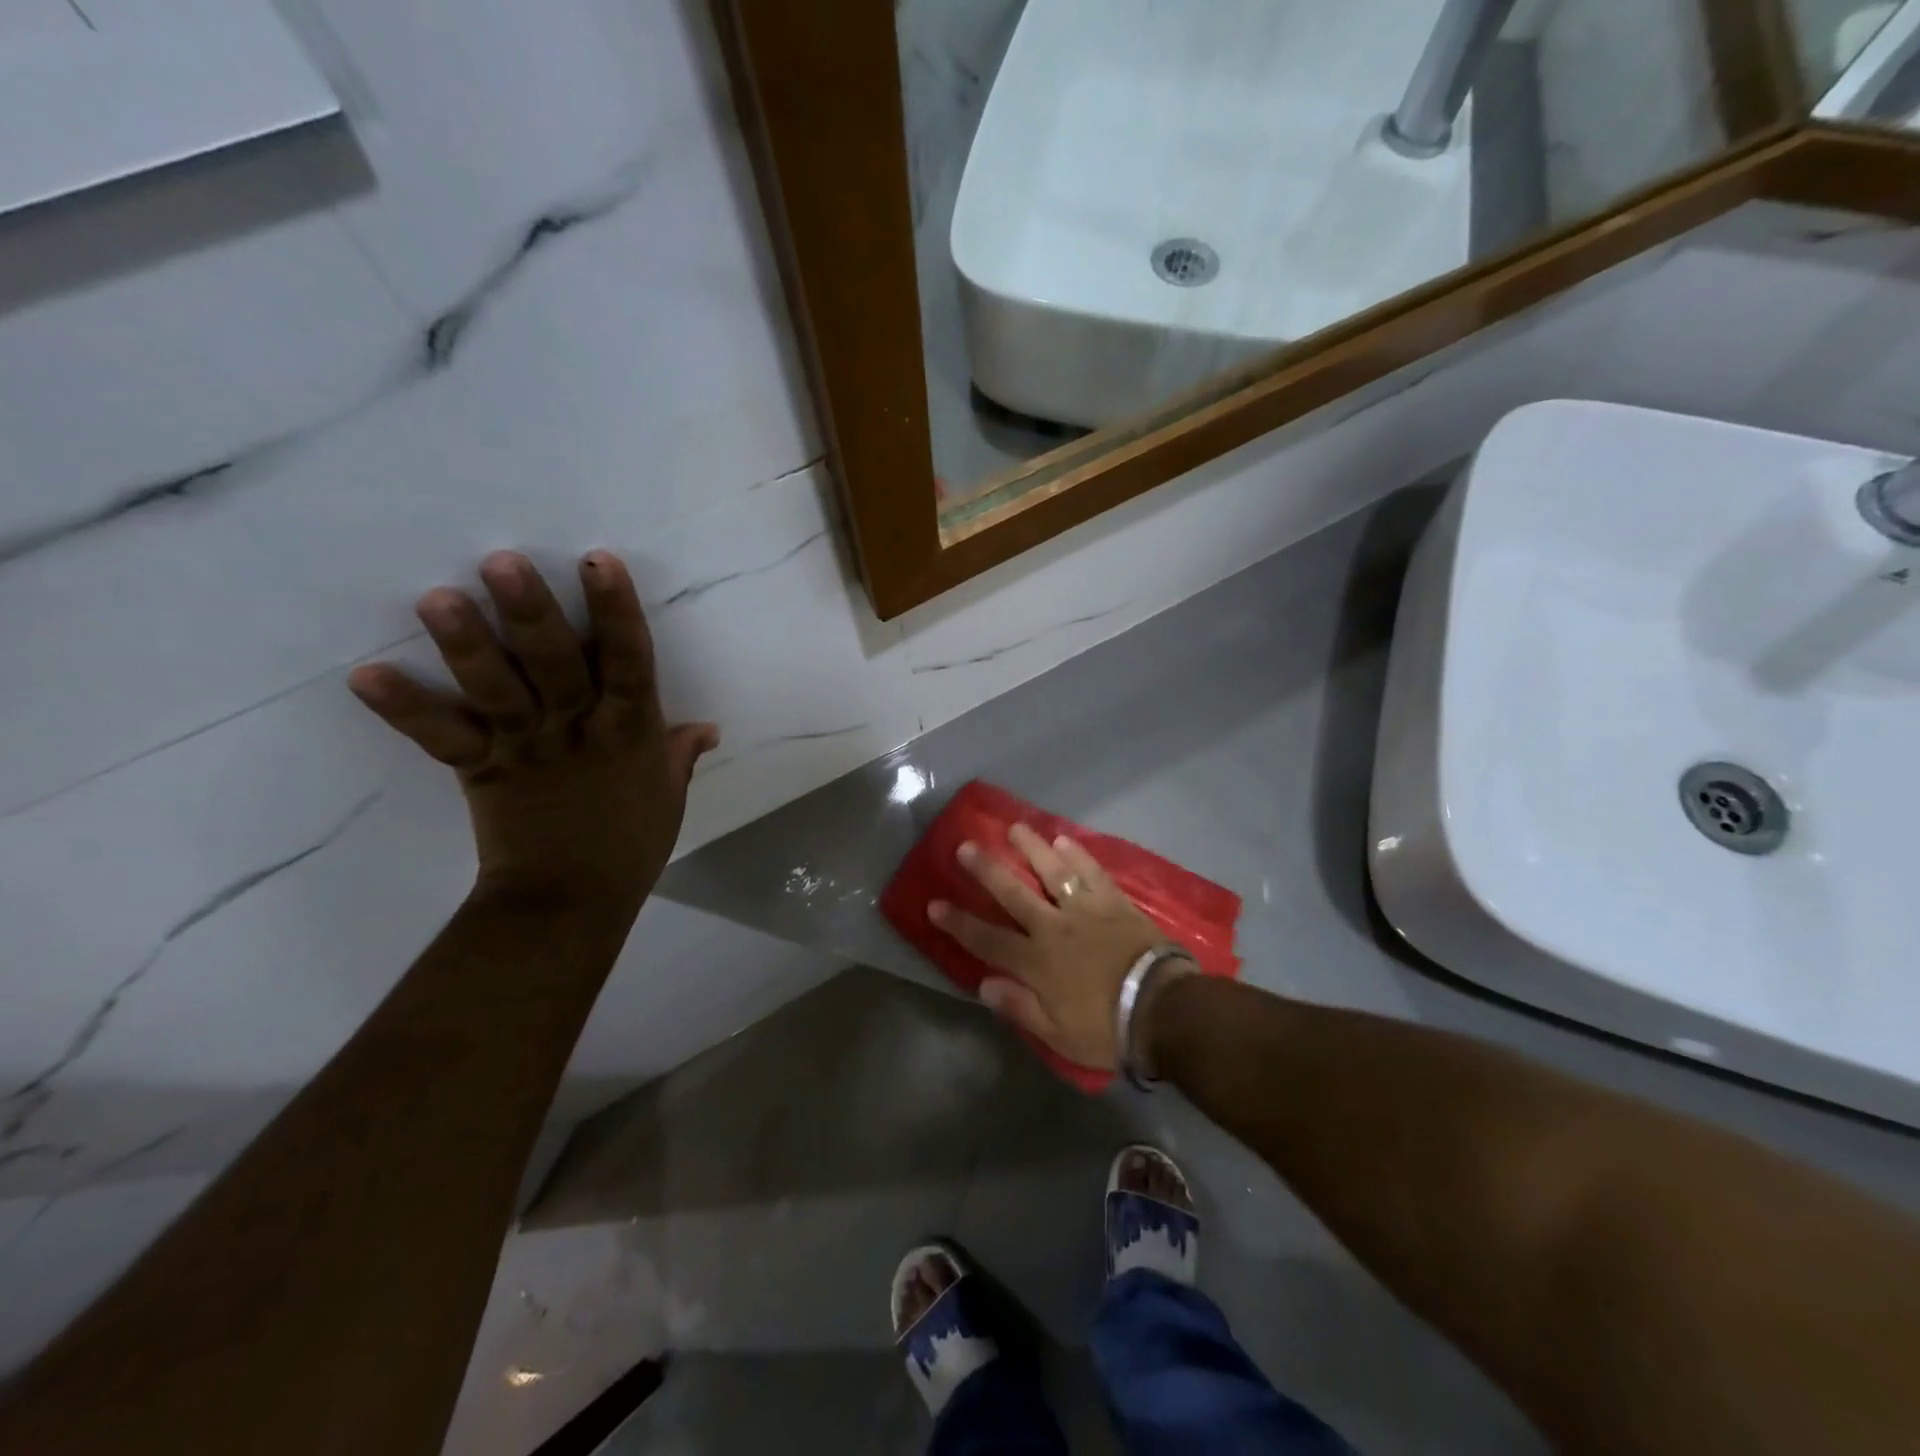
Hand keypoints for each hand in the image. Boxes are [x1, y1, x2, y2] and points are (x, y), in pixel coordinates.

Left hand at [348, 550, 717, 913]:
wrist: (571, 900)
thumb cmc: (631, 844)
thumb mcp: (669, 795)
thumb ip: (679, 753)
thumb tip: (706, 727)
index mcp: (631, 732)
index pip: (630, 662)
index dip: (616, 611)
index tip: (599, 560)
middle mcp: (579, 730)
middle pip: (557, 664)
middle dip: (532, 613)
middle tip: (501, 561)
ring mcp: (527, 748)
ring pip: (498, 691)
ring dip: (467, 645)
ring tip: (438, 598)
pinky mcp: (483, 770)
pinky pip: (443, 737)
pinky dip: (405, 708)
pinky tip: (366, 674)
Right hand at [928, 824, 1192, 1071]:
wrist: (1162, 1008)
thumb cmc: (1107, 1028)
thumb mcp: (1057, 1034)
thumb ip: (1019, 1006)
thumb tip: (983, 984)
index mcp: (1036, 962)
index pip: (986, 939)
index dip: (958, 922)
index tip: (934, 903)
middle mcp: (1053, 927)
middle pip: (1013, 892)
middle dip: (986, 870)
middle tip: (966, 846)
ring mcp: (1084, 910)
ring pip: (1051, 871)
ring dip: (1031, 848)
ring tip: (1014, 828)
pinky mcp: (1113, 901)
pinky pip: (1090, 872)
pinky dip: (1077, 855)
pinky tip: (1064, 840)